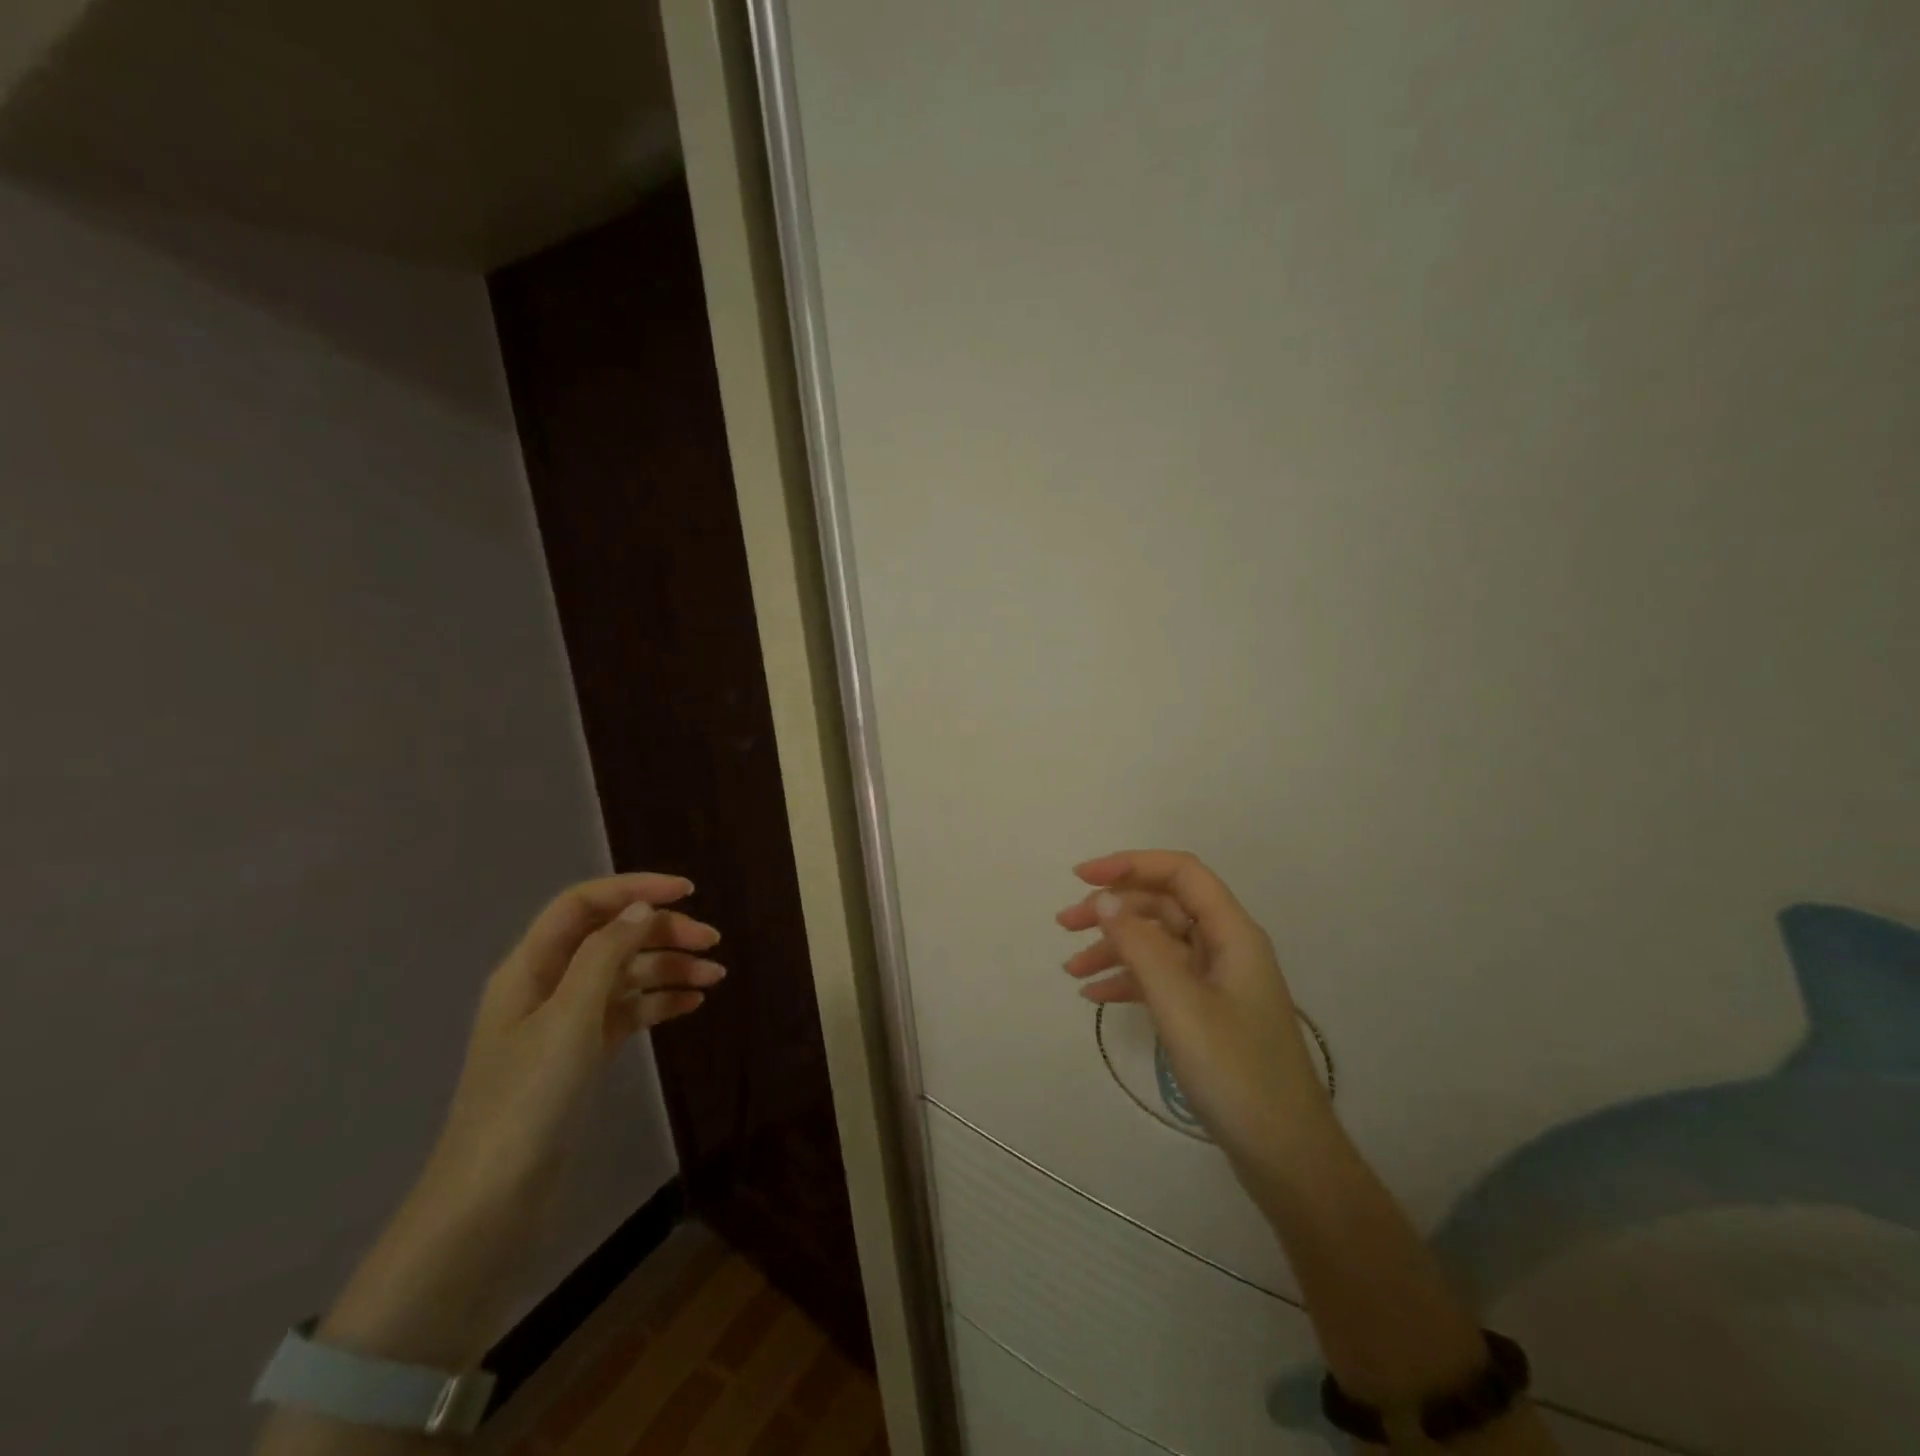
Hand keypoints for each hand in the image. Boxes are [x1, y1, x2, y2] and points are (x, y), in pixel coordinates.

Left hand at [315, 872, 721, 1371]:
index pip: (584, 904)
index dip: (634, 888)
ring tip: (715, 979)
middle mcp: (548, 985)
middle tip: (712, 943)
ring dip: (669, 968)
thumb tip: (641, 907)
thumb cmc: (527, 1099)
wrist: (492, 1200)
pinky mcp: (583, 1053)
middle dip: (662, 931)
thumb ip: (604, 955)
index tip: (688, 892)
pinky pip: (627, 1011)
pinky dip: (659, 1003)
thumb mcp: (569, 1018)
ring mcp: (566, 1022)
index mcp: (531, 967)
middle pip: (611, 936)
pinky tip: (691, 1005)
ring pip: (625, 974)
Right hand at [1058, 850, 1333, 1179]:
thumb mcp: (1179, 1004)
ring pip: (1158, 943)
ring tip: (1071, 970)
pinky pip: (1162, 978)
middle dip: (1113, 909)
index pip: (1180, 873)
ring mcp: (1218, 981)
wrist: (1286, 1155)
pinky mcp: (1209, 1012)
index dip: (1130, 864)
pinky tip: (1095, 996)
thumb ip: (1140, 945)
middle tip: (1064, 925)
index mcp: (1232, 933)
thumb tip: (1106, 899)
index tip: (1082, 878)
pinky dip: (1128, 980)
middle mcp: (1226, 947)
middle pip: (1164, 906)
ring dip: (1114, 947)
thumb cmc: (1236, 1072)